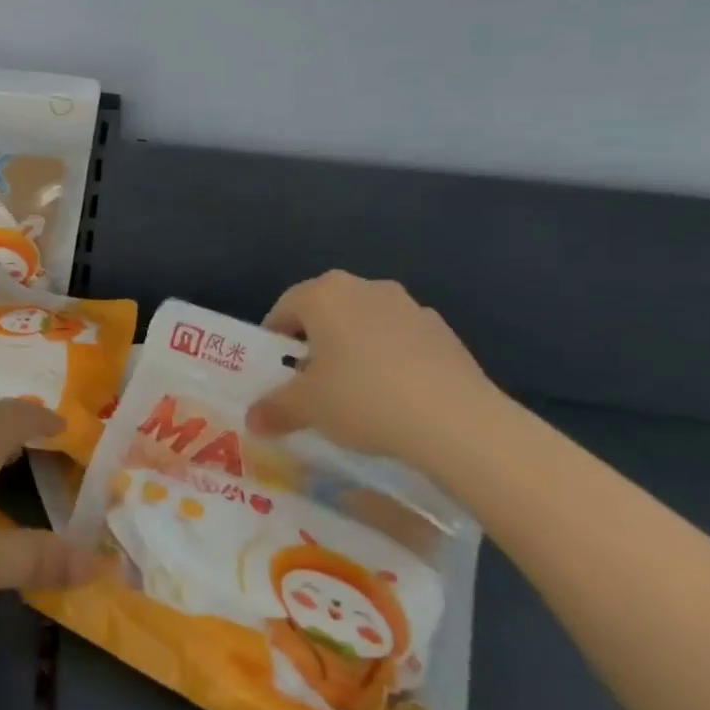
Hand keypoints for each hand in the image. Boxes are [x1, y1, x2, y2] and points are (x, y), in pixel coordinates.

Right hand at [245, 271, 506, 464]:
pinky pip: (402, 341)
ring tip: (355, 392)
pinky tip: (395, 397)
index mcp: (323, 294)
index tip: (274, 371)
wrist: (457, 421)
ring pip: (365, 324)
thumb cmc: (363, 399)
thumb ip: (274, 409)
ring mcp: (409, 306)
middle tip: (310, 381)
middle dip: (315, 342)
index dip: (274, 340)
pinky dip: (391, 360)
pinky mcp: (443, 332)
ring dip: (355, 348)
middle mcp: (364, 288)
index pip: (284, 308)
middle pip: (326, 311)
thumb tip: (252, 420)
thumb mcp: (307, 409)